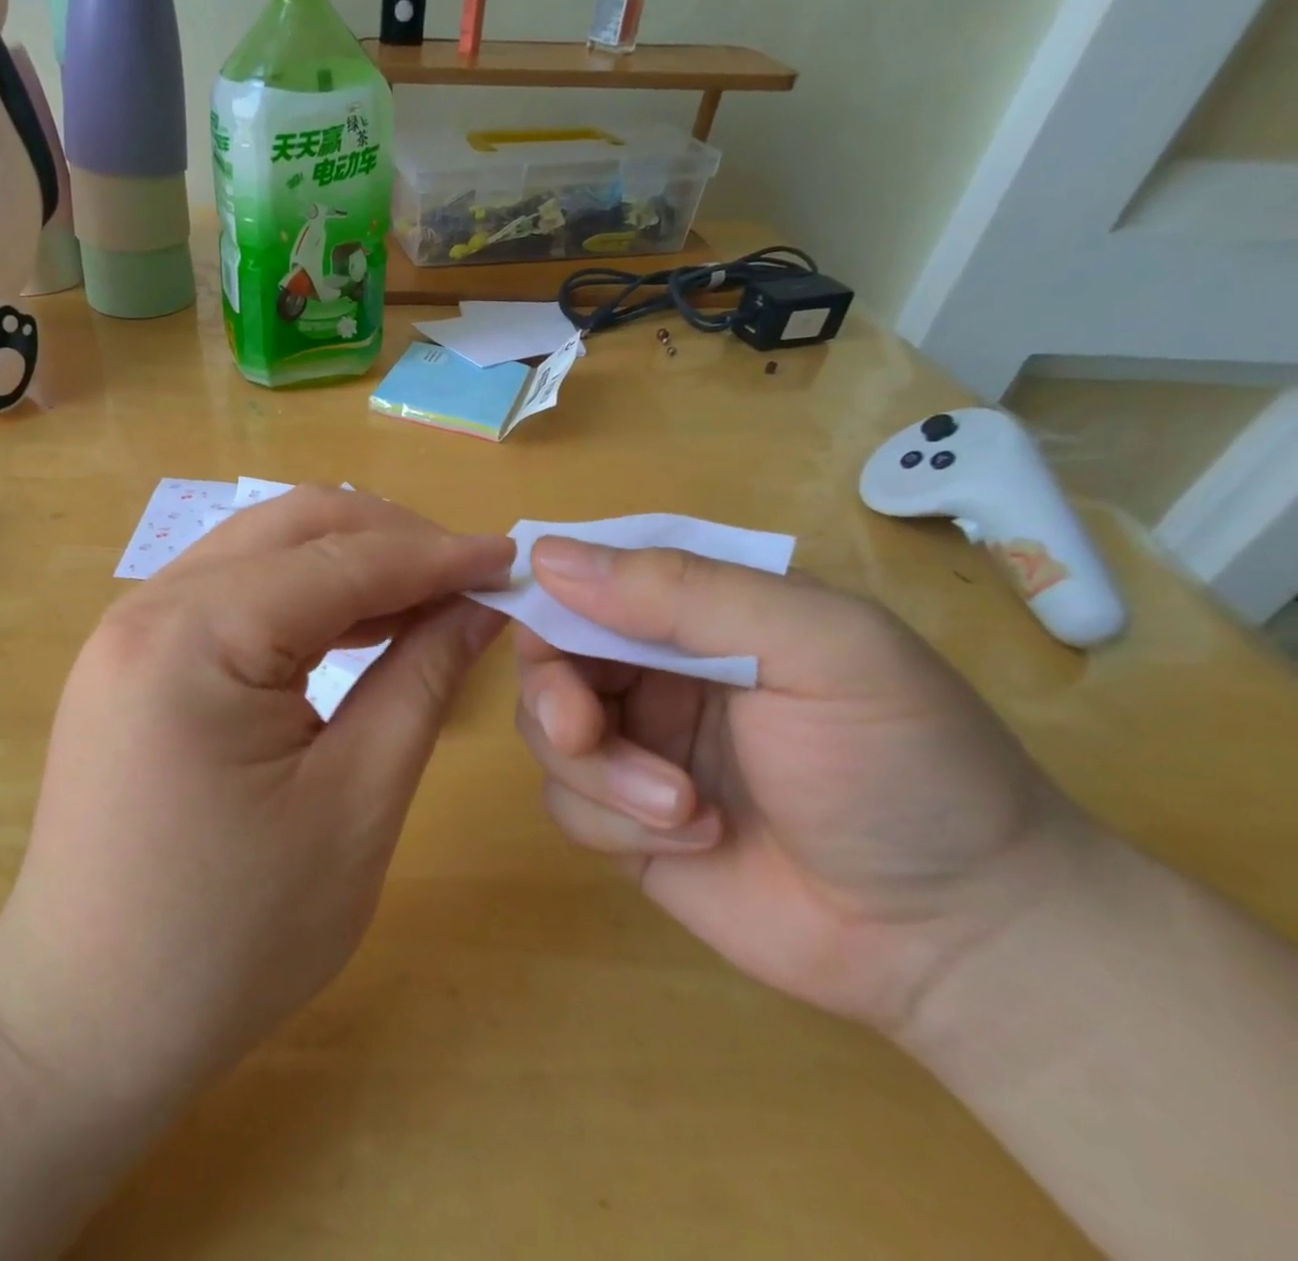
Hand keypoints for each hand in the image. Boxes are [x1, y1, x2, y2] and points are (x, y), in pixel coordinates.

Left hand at [0, 487, 511, 1115]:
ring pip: (262, 546)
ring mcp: (131, 625)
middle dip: (392, 539)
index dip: (437, 554)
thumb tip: (479, 605)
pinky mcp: (132, 655)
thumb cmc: (233, 934)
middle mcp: (151, 605)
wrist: (89, 1017)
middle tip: (467, 579)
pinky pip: (231, 589)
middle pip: (295, 526)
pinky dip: (301, 592)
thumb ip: (422, 680)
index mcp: (197, 635)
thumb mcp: (356, 803)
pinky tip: (352, 624)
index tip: (510, 558)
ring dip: (348, 560)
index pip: (343, 559)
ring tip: (423, 598)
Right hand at [515, 539, 1089, 1033]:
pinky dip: (611, 821)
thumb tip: (546, 556)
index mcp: (700, 612)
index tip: (538, 627)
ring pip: (546, 731)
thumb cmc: (901, 764)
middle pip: (549, 657)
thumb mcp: (818, 649)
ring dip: (598, 770)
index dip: (550, 596)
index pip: (590, 577)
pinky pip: (564, 803)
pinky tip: (694, 840)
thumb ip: (685, 592)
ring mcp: (638, 747)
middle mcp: (656, 671)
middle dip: (557, 694)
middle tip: (585, 728)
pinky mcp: (624, 822)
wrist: (957, 938)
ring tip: (682, 809)